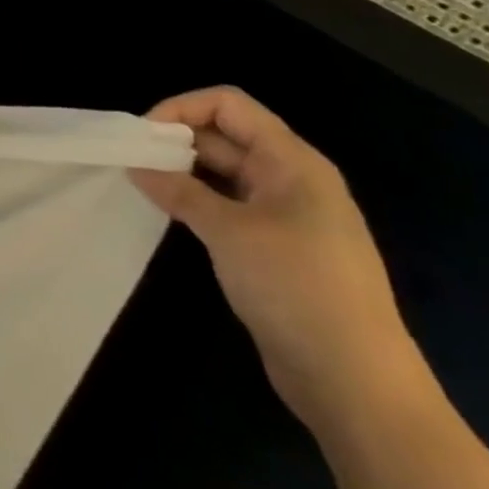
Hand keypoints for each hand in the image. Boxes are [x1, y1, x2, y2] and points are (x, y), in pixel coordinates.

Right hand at [130, 87, 432, 435]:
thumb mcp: (229, 232)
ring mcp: (286, 216)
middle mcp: (291, 179)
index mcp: (292, 162)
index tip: (143, 136)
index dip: (182, 108)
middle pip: (225, 136)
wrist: (356, 383)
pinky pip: (229, 206)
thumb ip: (180, 191)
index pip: (229, 105)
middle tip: (131, 161)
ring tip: (141, 185)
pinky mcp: (277, 249)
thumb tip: (137, 167)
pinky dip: (197, 202)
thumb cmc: (297, 288)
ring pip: (224, 173)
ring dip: (183, 172)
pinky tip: (169, 215)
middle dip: (176, 141)